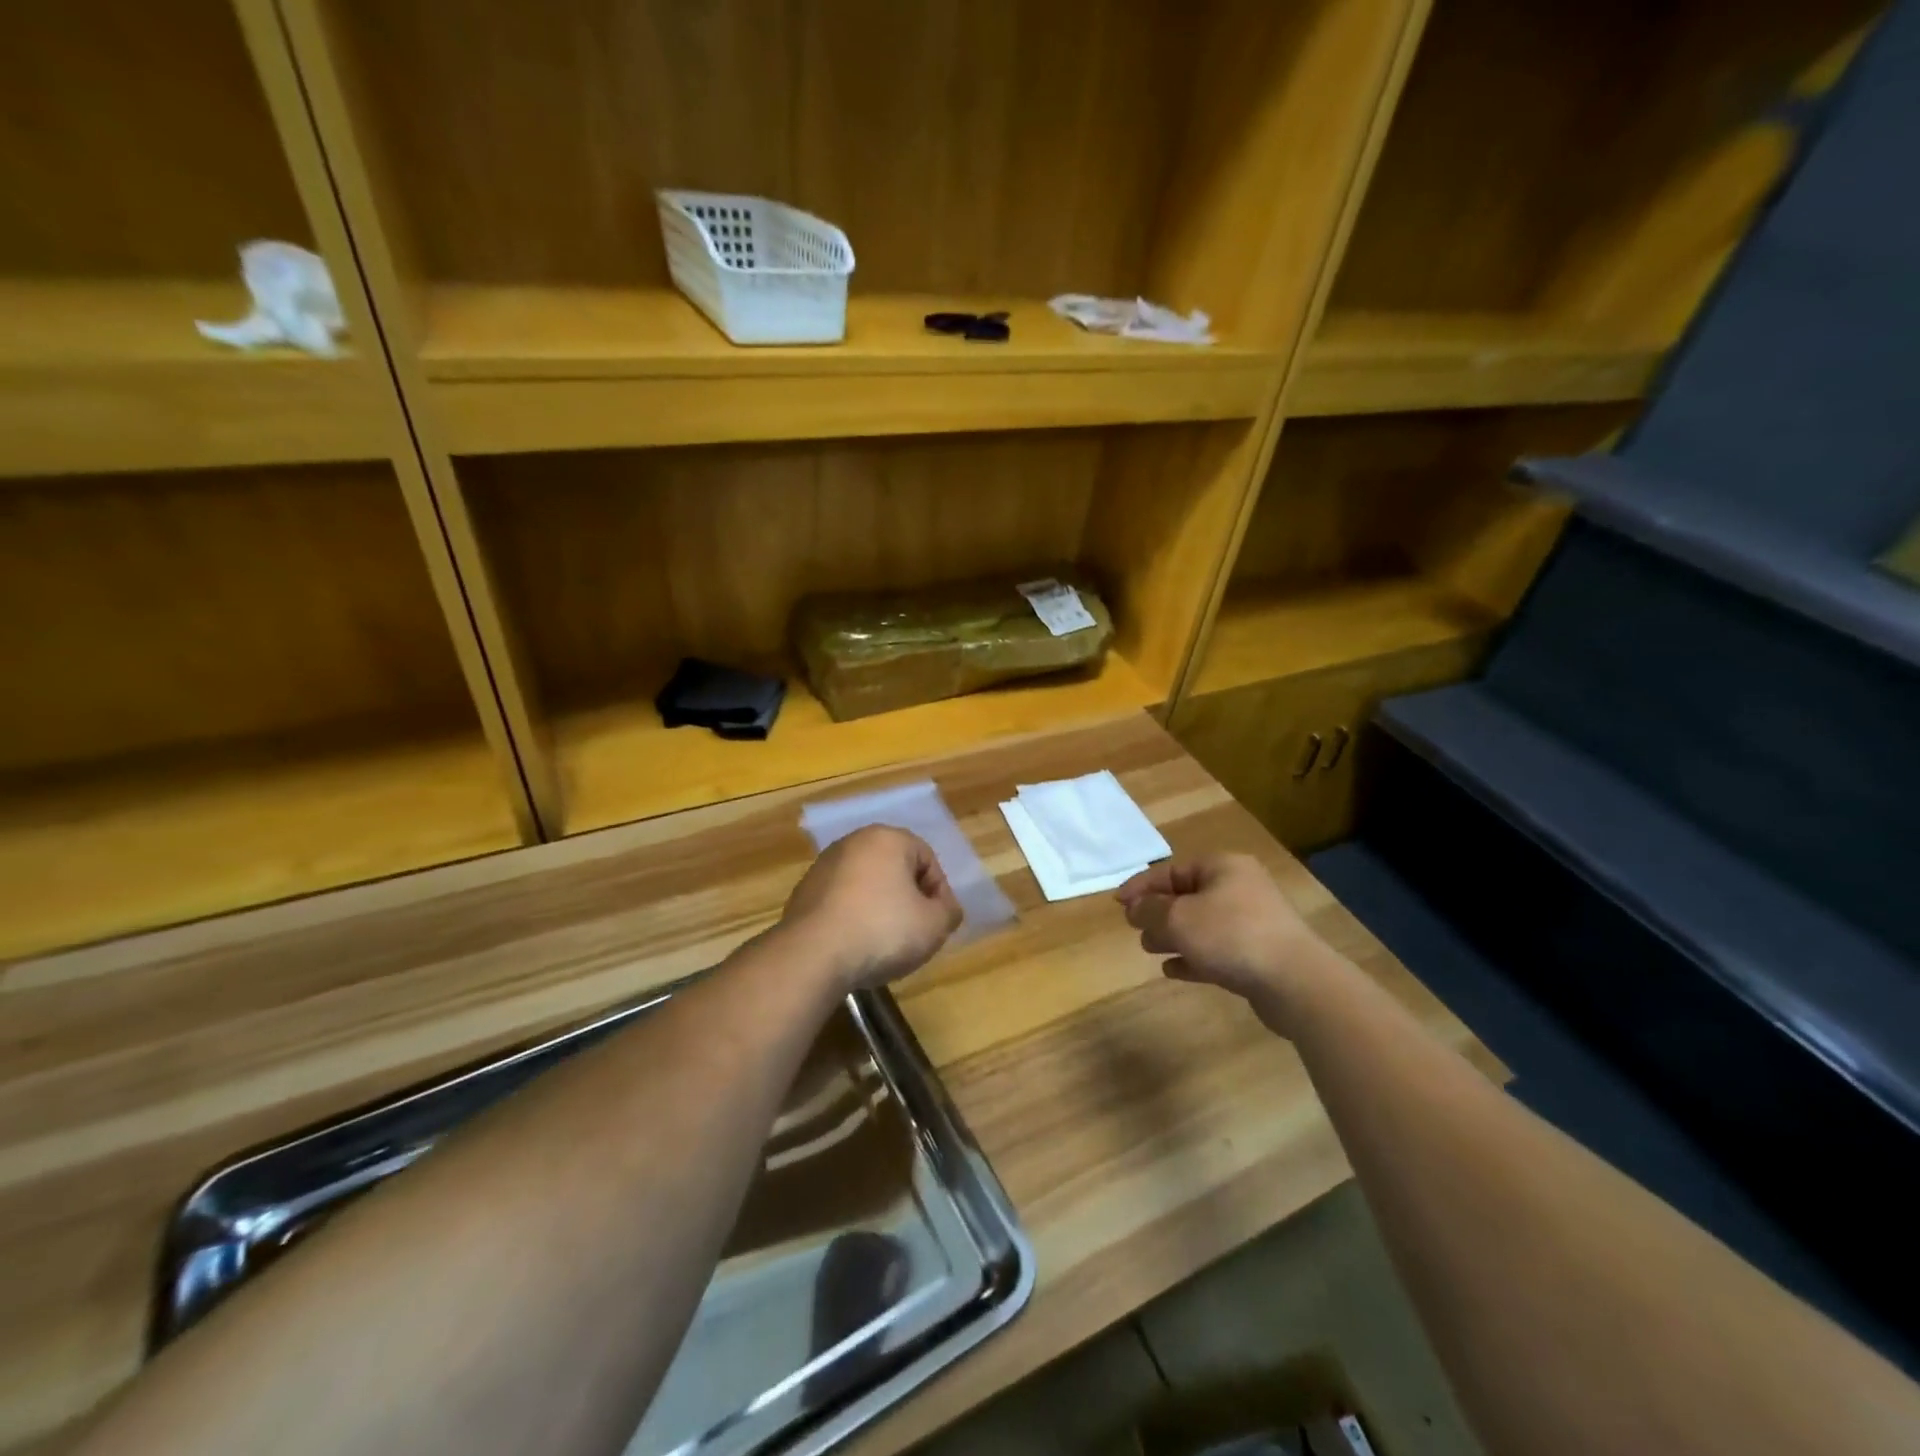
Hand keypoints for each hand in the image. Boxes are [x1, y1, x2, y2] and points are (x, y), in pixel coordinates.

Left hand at [780, 826, 963, 992]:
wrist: (812, 955)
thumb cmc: (883, 931)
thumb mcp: (934, 926)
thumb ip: (949, 912)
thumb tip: (946, 908)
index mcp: (888, 838)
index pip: (927, 859)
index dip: (939, 892)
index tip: (938, 923)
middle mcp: (854, 842)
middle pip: (895, 868)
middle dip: (908, 897)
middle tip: (915, 931)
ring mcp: (824, 865)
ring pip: (866, 884)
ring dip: (880, 907)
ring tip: (884, 942)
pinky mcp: (803, 891)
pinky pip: (841, 900)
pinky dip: (853, 917)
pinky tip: (855, 944)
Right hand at [1115, 854, 1332, 1032]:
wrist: (1295, 982)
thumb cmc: (1231, 936)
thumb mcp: (1178, 918)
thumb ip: (1149, 910)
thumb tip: (1135, 909)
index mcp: (1222, 867)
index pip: (1171, 870)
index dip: (1141, 886)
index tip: (1117, 904)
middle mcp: (1239, 888)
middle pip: (1187, 896)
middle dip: (1157, 912)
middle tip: (1135, 929)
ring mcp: (1252, 923)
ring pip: (1200, 924)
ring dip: (1172, 935)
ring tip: (1150, 949)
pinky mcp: (1257, 955)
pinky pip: (1216, 950)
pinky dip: (1193, 957)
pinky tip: (1173, 970)